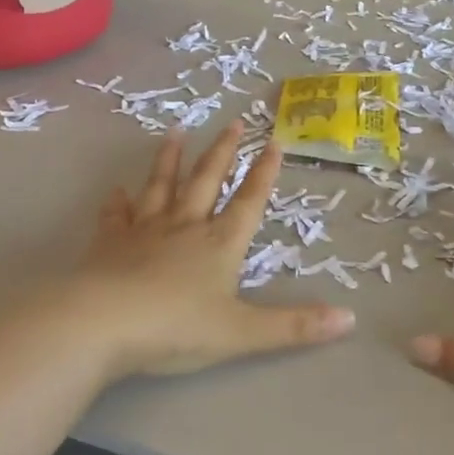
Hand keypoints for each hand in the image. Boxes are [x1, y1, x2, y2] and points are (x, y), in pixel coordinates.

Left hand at [74, 122, 355, 378]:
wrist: (102, 324)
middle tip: (233, 121)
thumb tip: (350, 319)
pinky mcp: (109, 243)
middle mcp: (185, 227)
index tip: (274, 141)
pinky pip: (116, 215)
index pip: (249, 201)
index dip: (264, 173)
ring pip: (161, 186)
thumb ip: (295, 326)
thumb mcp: (243, 333)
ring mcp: (144, 231)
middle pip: (207, 181)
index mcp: (219, 244)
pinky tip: (116, 190)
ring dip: (170, 159)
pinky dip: (117, 202)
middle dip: (223, 151)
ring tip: (176, 131)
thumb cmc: (176, 328)